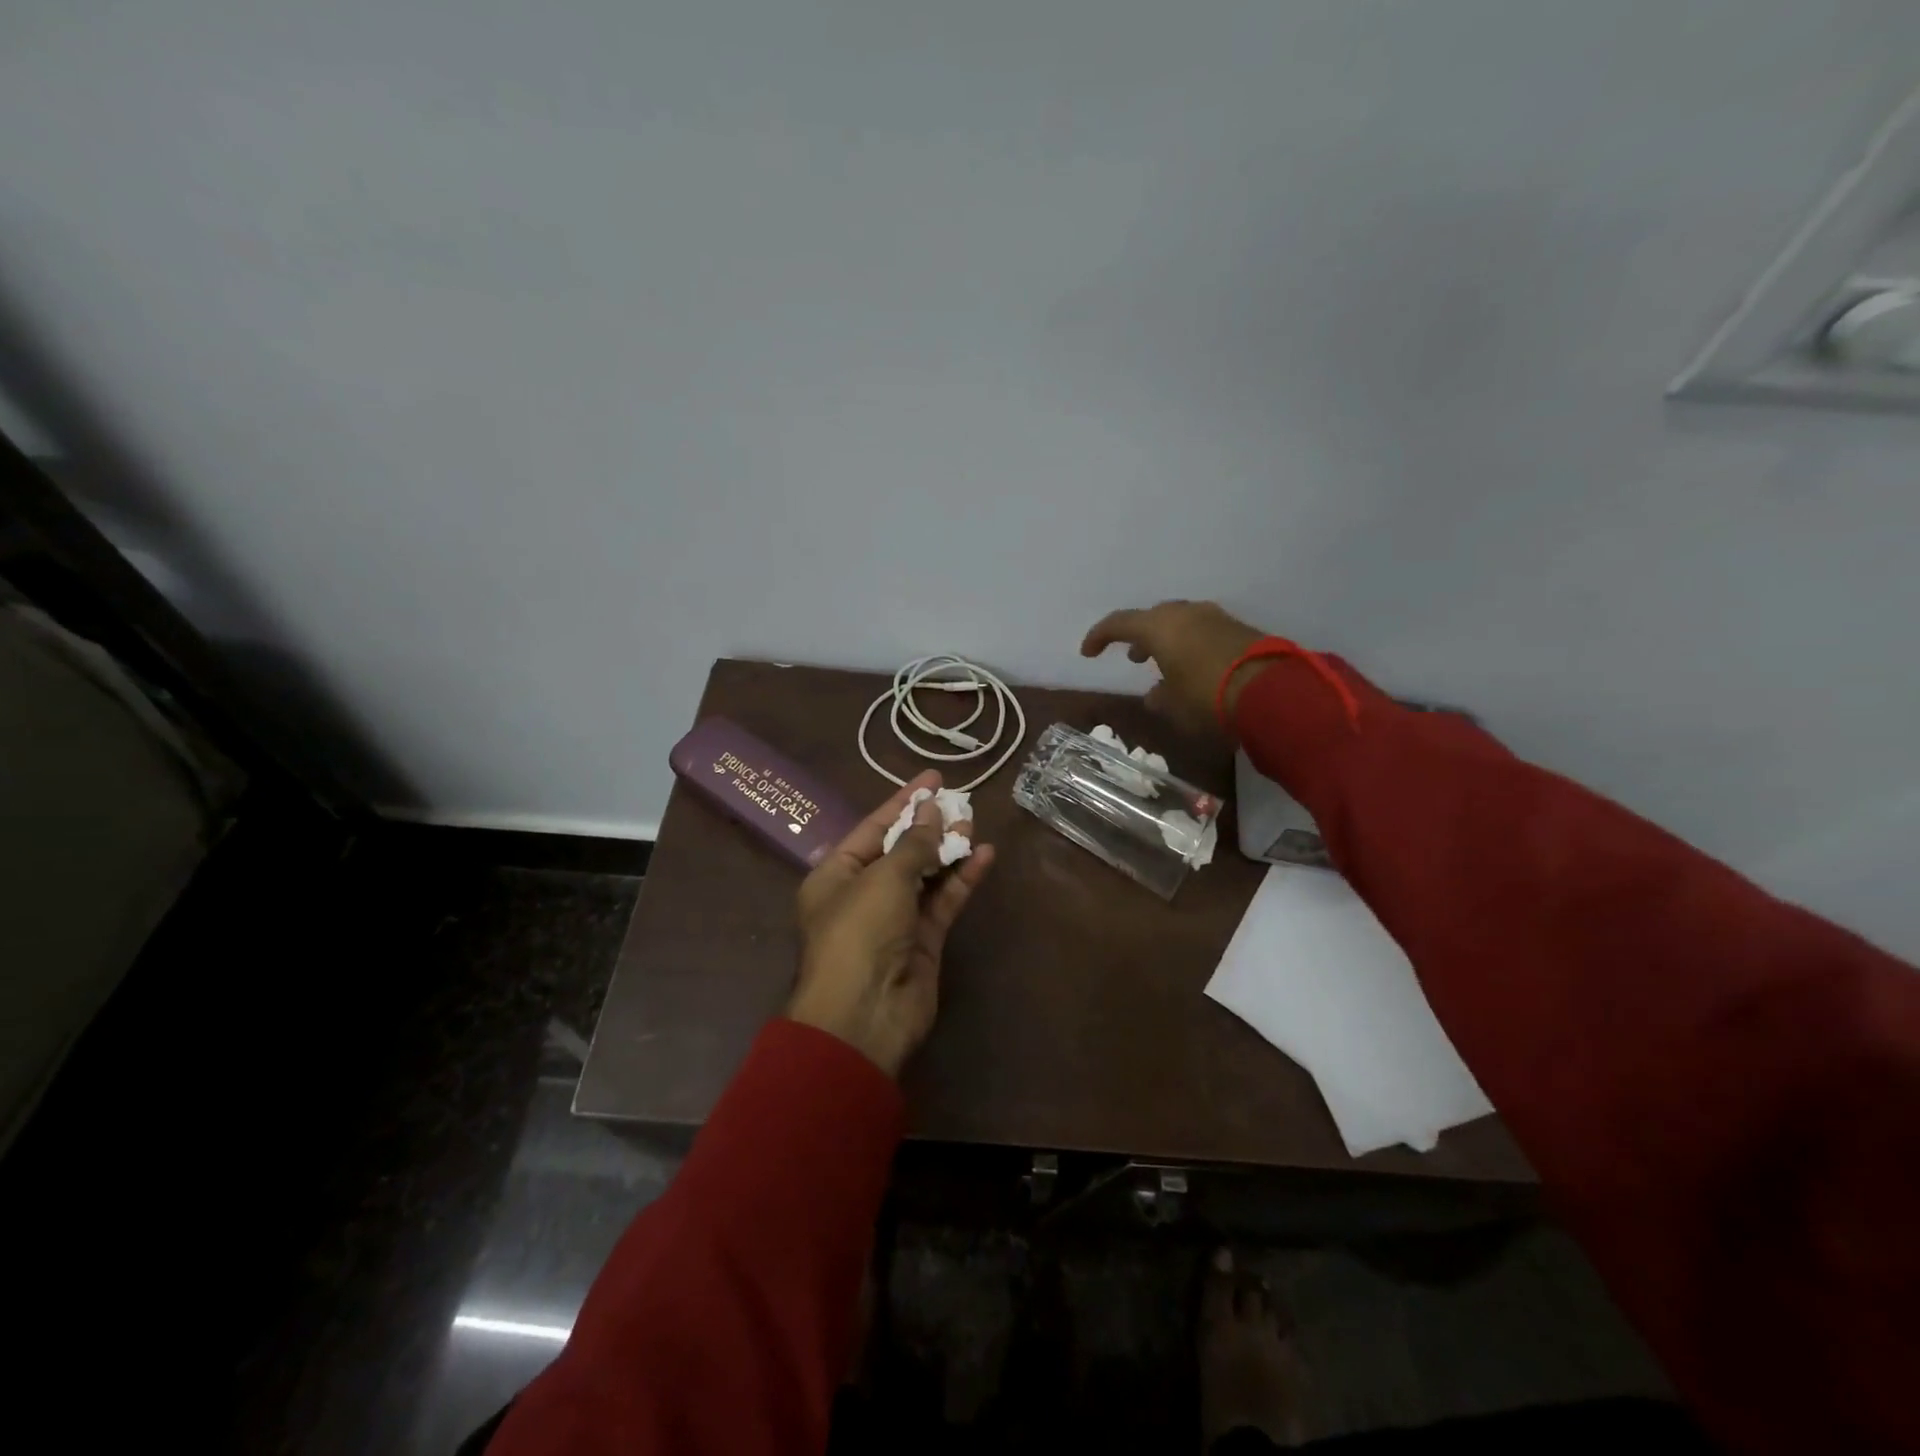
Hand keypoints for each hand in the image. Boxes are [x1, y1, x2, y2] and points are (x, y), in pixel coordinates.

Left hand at [790, 770, 995, 1076]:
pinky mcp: (923, 941)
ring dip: (949, 849)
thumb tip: (934, 812)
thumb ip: (913, 844)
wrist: (865, 1017)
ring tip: (975, 821)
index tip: (933, 779)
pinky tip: (984, 855)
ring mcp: (895, 918)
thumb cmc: (860, 933)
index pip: (873, 827)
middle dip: (929, 824)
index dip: (903, 801)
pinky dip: (962, 879)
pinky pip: (944, 901)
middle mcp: (863, 893)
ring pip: (926, 874)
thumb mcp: (883, 878)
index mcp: (835, 875)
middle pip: (901, 849)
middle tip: (960, 799)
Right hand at [1081, 600, 1268, 731]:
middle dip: (1140, 636)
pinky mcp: (1239, 629)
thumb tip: (1154, 695)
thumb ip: (1160, 697)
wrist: (1272, 691)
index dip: (1099, 637)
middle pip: (1153, 618)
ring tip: (1165, 665)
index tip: (1088, 653)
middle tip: (1135, 658)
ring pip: (1181, 622)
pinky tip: (1195, 668)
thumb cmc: (1208, 698)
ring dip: (1168, 640)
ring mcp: (1215, 618)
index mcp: (1159, 627)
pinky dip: (1191, 644)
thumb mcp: (1175, 706)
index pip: (1118, 623)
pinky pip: (1204, 631)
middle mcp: (1185, 614)